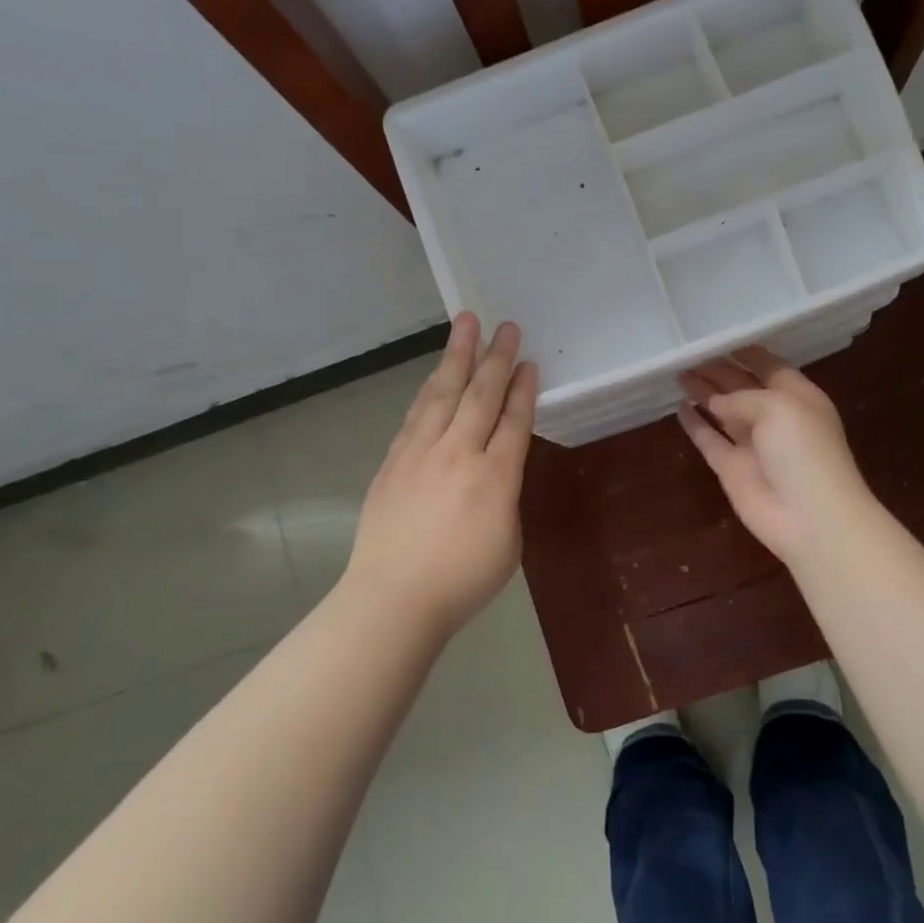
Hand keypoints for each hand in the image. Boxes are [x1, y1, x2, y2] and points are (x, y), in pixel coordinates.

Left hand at [342, 314, 537, 635]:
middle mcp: (459, 453)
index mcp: (496, 477)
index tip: (529, 362)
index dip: (524, 389)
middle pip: (481, 395)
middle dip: (496, 358)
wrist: (393, 597)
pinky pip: (417, 413)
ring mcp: (421, 452)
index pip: (514, 420)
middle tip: (506, 326)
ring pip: (443, 393)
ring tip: (466, 325)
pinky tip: (435, 374)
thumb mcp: (507, 543)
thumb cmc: (462, 581)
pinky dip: (430, 388)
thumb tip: (493, 473)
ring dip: (457, 356)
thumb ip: (505, 498)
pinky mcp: (394, 460)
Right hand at [678, 346, 872, 564]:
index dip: (745, 352)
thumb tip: (713, 402)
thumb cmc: (804, 451)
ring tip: (678, 373)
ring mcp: (751, 444)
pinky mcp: (731, 469)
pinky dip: (695, 425)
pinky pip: (709, 440)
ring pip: (722, 412)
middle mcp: (774, 417)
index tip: (717, 337)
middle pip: (741, 387)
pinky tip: (679, 408)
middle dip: (717, 370)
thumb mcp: (778, 406)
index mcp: (797, 396)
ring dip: (703, 393)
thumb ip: (741, 397)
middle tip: (687, 354)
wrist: (810, 517)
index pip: (769, 366)